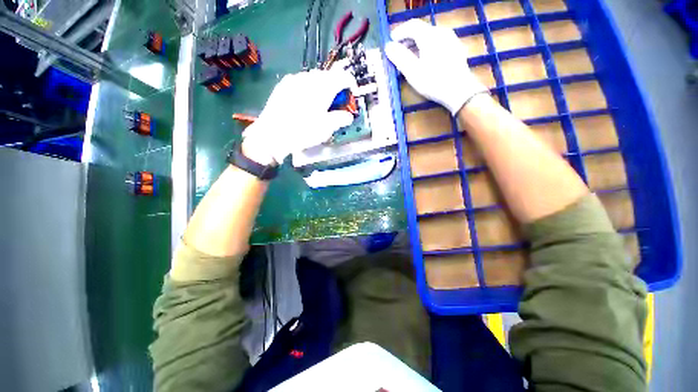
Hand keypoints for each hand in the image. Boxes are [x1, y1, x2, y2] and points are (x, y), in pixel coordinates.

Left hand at [242, 69, 356, 164]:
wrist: (272, 135)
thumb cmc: (303, 132)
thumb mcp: (326, 128)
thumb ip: (340, 119)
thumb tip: (349, 116)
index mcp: (323, 87)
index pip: (343, 76)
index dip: (351, 84)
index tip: (351, 94)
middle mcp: (309, 78)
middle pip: (328, 76)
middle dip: (335, 87)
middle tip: (335, 103)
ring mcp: (294, 79)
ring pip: (313, 77)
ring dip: (321, 87)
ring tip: (319, 103)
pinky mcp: (283, 85)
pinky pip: (300, 81)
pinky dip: (308, 88)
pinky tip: (304, 102)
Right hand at [385, 19, 487, 114]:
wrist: (459, 91)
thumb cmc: (433, 82)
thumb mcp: (412, 71)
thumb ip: (399, 57)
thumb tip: (388, 46)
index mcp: (429, 36)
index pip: (411, 25)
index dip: (399, 33)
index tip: (391, 43)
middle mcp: (441, 32)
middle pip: (421, 30)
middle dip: (407, 40)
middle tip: (399, 54)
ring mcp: (450, 39)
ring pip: (429, 36)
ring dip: (417, 44)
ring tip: (410, 59)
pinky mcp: (455, 48)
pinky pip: (437, 42)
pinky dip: (427, 48)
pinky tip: (425, 61)